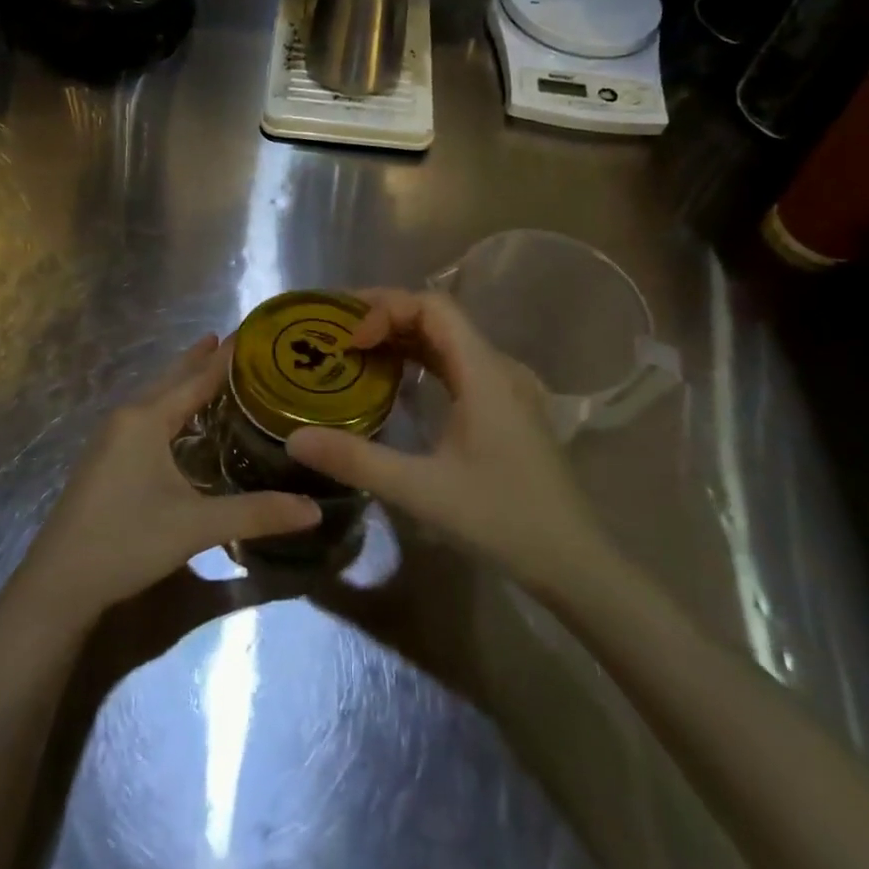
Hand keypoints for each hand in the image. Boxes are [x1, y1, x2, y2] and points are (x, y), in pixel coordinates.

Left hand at [13, 336, 321, 622]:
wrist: (57, 584)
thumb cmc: (127, 541)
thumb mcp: (197, 526)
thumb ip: (257, 514)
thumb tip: (314, 511)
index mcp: (146, 419)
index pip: (196, 378)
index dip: (225, 357)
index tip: (251, 333)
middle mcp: (126, 418)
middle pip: (170, 379)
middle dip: (200, 359)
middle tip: (233, 341)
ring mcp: (110, 439)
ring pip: (155, 398)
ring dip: (182, 383)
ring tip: (210, 370)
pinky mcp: (104, 460)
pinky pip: (144, 418)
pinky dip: (169, 406)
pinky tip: (180, 423)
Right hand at [286, 288, 601, 590]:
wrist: (573, 561)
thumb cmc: (502, 520)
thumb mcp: (422, 491)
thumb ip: (356, 460)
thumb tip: (295, 438)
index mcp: (485, 372)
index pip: (434, 307)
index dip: (387, 309)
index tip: (350, 340)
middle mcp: (499, 368)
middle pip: (440, 317)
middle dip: (387, 316)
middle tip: (337, 333)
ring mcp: (507, 388)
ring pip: (449, 342)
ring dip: (403, 338)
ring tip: (355, 351)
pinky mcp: (506, 409)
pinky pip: (458, 366)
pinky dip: (422, 362)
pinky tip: (395, 384)